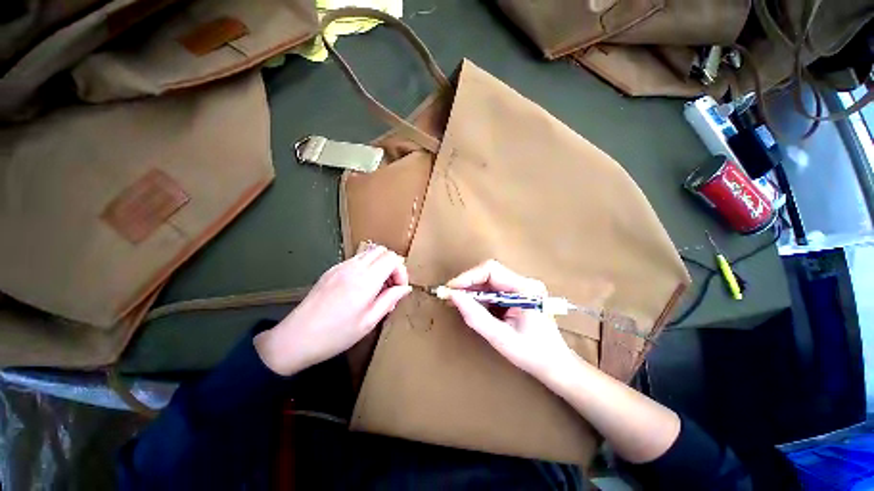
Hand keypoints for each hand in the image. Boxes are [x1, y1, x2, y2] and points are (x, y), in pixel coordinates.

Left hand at [255, 245, 411, 375]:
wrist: (295, 339)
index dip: (401, 271)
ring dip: (380, 265)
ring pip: (369, 253)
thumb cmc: (336, 335)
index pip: (392, 258)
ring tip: (377, 289)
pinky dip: (367, 268)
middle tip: (390, 288)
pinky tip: (361, 288)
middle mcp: (354, 267)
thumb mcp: (369, 322)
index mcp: (365, 279)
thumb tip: (405, 288)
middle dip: (392, 266)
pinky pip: (356, 260)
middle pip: (382, 250)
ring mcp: (340, 266)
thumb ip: (390, 300)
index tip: (399, 289)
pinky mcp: (331, 270)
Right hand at [446, 260, 574, 378]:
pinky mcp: (517, 294)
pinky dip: (479, 296)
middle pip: (489, 273)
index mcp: (526, 289)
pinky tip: (471, 306)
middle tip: (450, 296)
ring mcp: (522, 287)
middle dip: (468, 283)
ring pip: (489, 280)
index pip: (492, 270)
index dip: (468, 277)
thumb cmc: (532, 354)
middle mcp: (524, 282)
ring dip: (472, 290)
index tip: (451, 289)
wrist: (555, 365)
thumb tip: (453, 297)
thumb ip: (476, 316)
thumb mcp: (501, 338)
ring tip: (456, 302)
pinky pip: (493, 289)